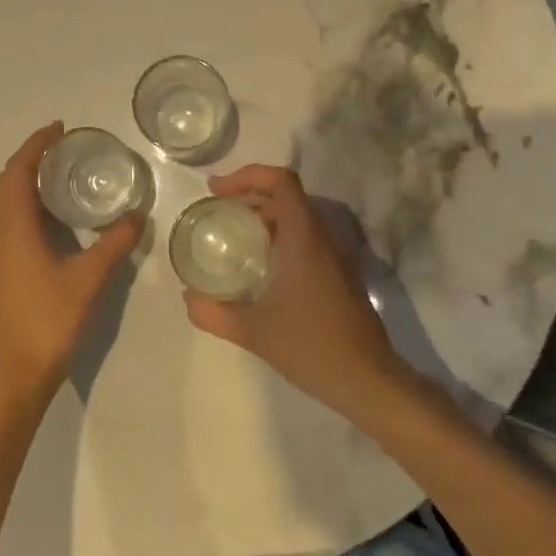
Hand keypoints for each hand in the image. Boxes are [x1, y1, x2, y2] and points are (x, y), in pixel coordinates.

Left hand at [0, 122, 144, 408]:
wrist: (13, 373)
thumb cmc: (49, 320)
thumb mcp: (89, 279)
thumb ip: (114, 243)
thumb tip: (137, 215)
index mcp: (12, 227)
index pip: (18, 170)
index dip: (36, 145)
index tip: (59, 128)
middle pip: (4, 181)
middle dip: (29, 159)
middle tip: (61, 149)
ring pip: (0, 202)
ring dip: (22, 181)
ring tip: (56, 177)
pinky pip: (2, 220)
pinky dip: (20, 204)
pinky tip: (48, 219)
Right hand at [181, 165, 408, 416]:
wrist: (368, 379)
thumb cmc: (311, 347)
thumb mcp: (253, 332)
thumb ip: (214, 313)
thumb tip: (188, 298)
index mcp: (304, 238)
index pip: (280, 181)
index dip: (246, 175)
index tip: (216, 191)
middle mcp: (322, 237)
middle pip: (287, 194)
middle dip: (250, 193)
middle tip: (217, 209)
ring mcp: (335, 254)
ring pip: (298, 215)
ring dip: (265, 213)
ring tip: (233, 231)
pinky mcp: (339, 272)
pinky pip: (307, 236)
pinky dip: (280, 233)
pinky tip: (261, 262)